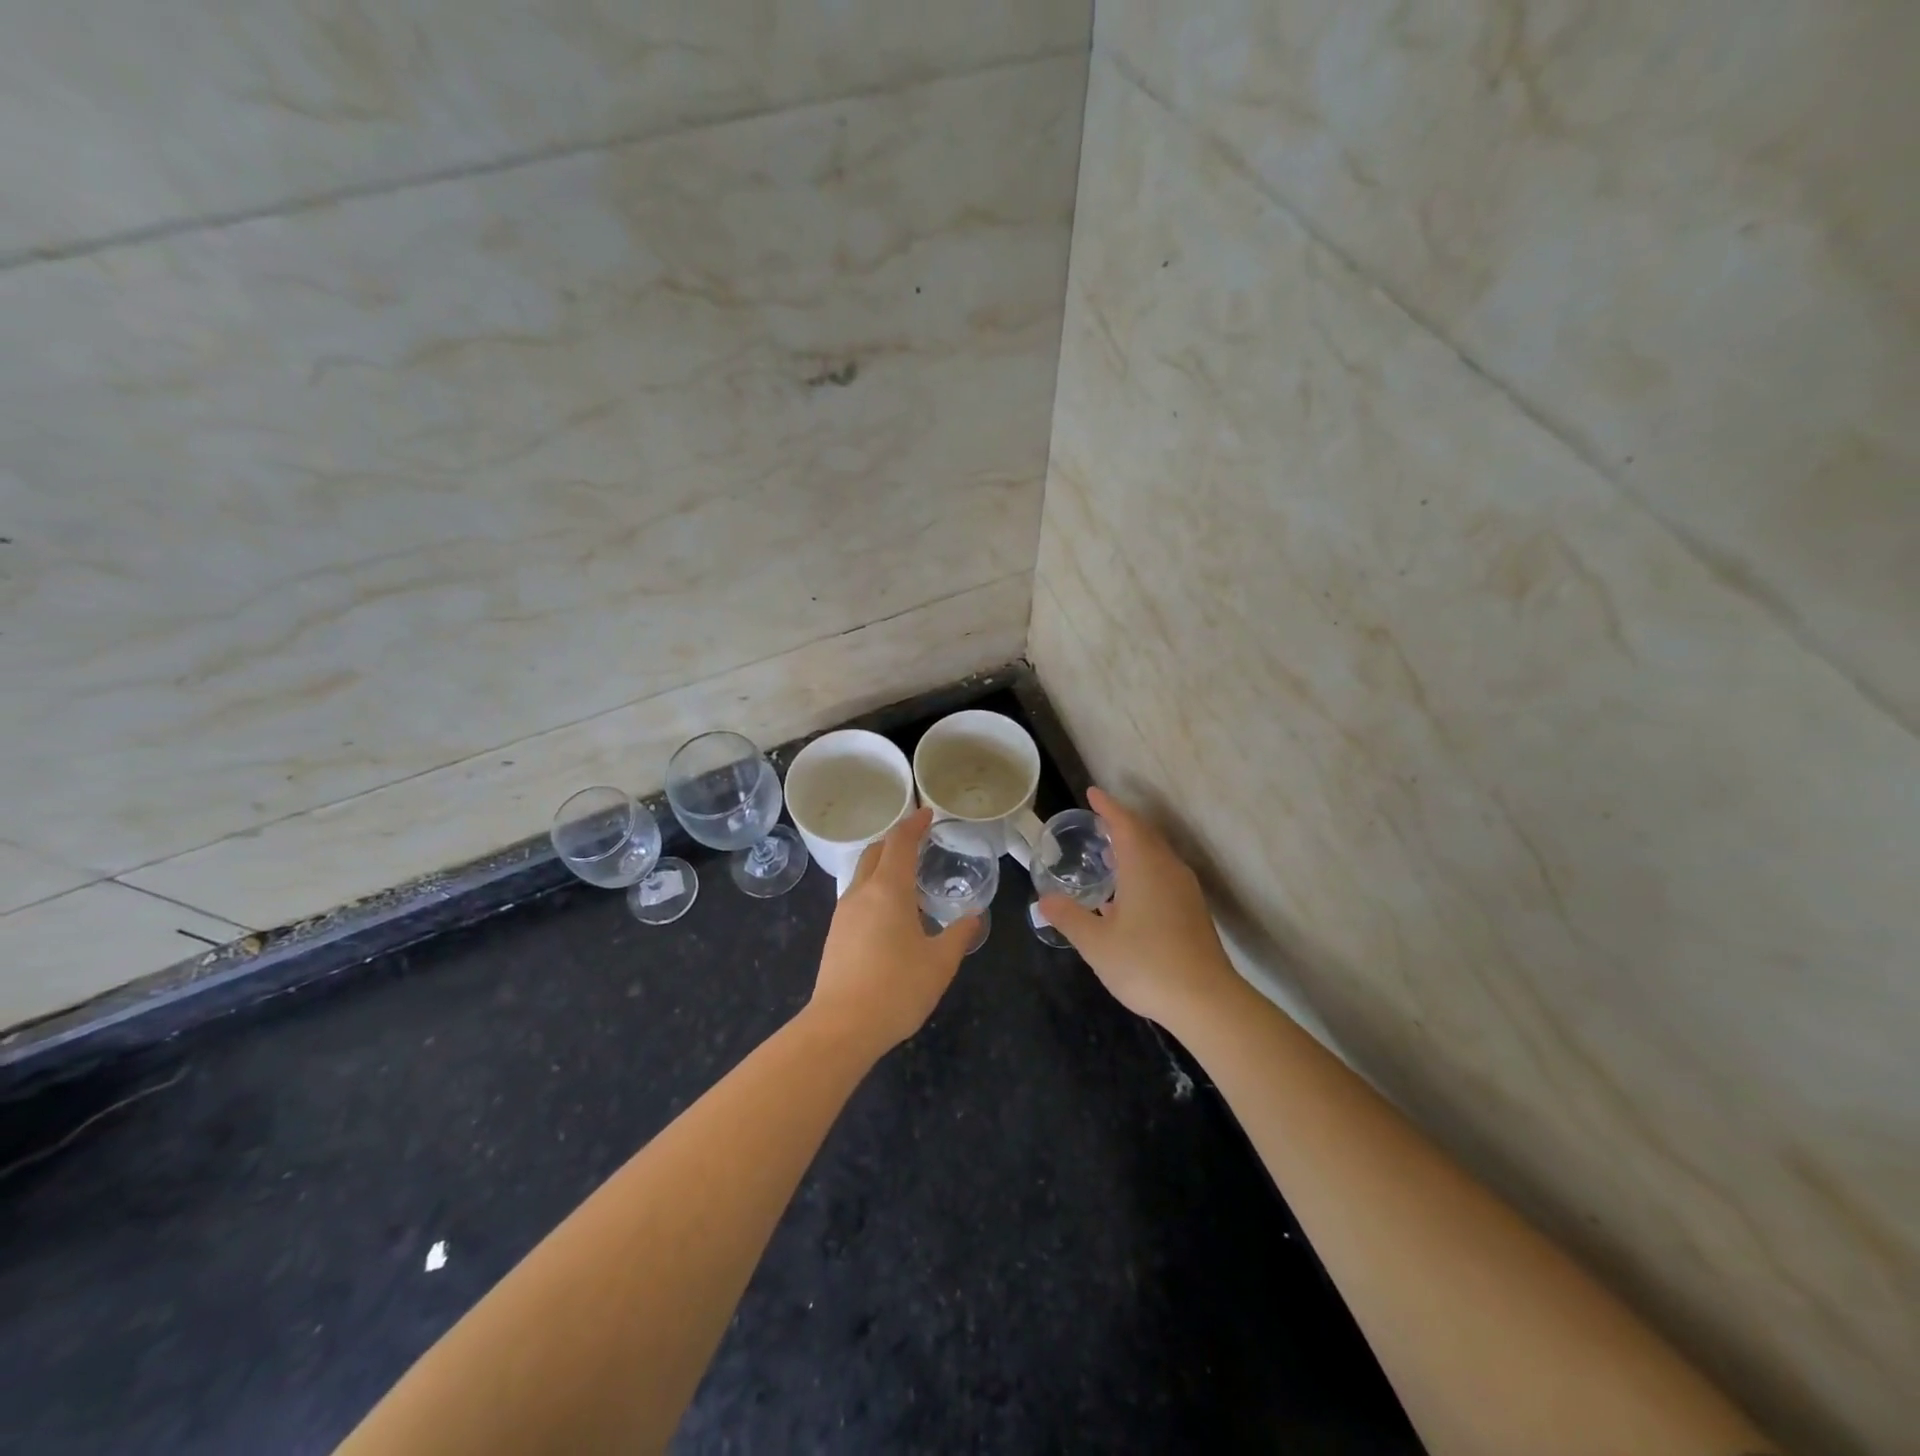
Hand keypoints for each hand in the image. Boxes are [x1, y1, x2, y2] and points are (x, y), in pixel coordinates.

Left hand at [809, 807, 972, 1056]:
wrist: (841, 1027)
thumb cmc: (897, 988)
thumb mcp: (940, 963)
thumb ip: (958, 935)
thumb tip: (973, 917)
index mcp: (888, 890)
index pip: (900, 842)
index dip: (914, 824)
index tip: (927, 813)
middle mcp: (861, 893)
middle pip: (875, 852)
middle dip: (896, 840)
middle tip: (919, 841)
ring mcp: (843, 914)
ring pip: (862, 874)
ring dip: (883, 865)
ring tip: (908, 878)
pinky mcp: (836, 935)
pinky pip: (857, 896)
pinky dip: (875, 889)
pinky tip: (891, 913)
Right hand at [1038, 787, 1238, 1027]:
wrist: (1206, 1000)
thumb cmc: (1145, 964)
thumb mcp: (1096, 943)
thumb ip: (1069, 917)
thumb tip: (1045, 900)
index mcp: (1144, 866)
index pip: (1124, 823)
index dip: (1107, 807)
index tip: (1092, 793)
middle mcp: (1168, 869)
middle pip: (1144, 834)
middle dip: (1121, 824)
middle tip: (1097, 822)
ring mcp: (1185, 890)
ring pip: (1157, 855)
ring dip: (1134, 847)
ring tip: (1109, 854)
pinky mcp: (1193, 910)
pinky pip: (1164, 874)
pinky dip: (1144, 869)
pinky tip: (1129, 893)